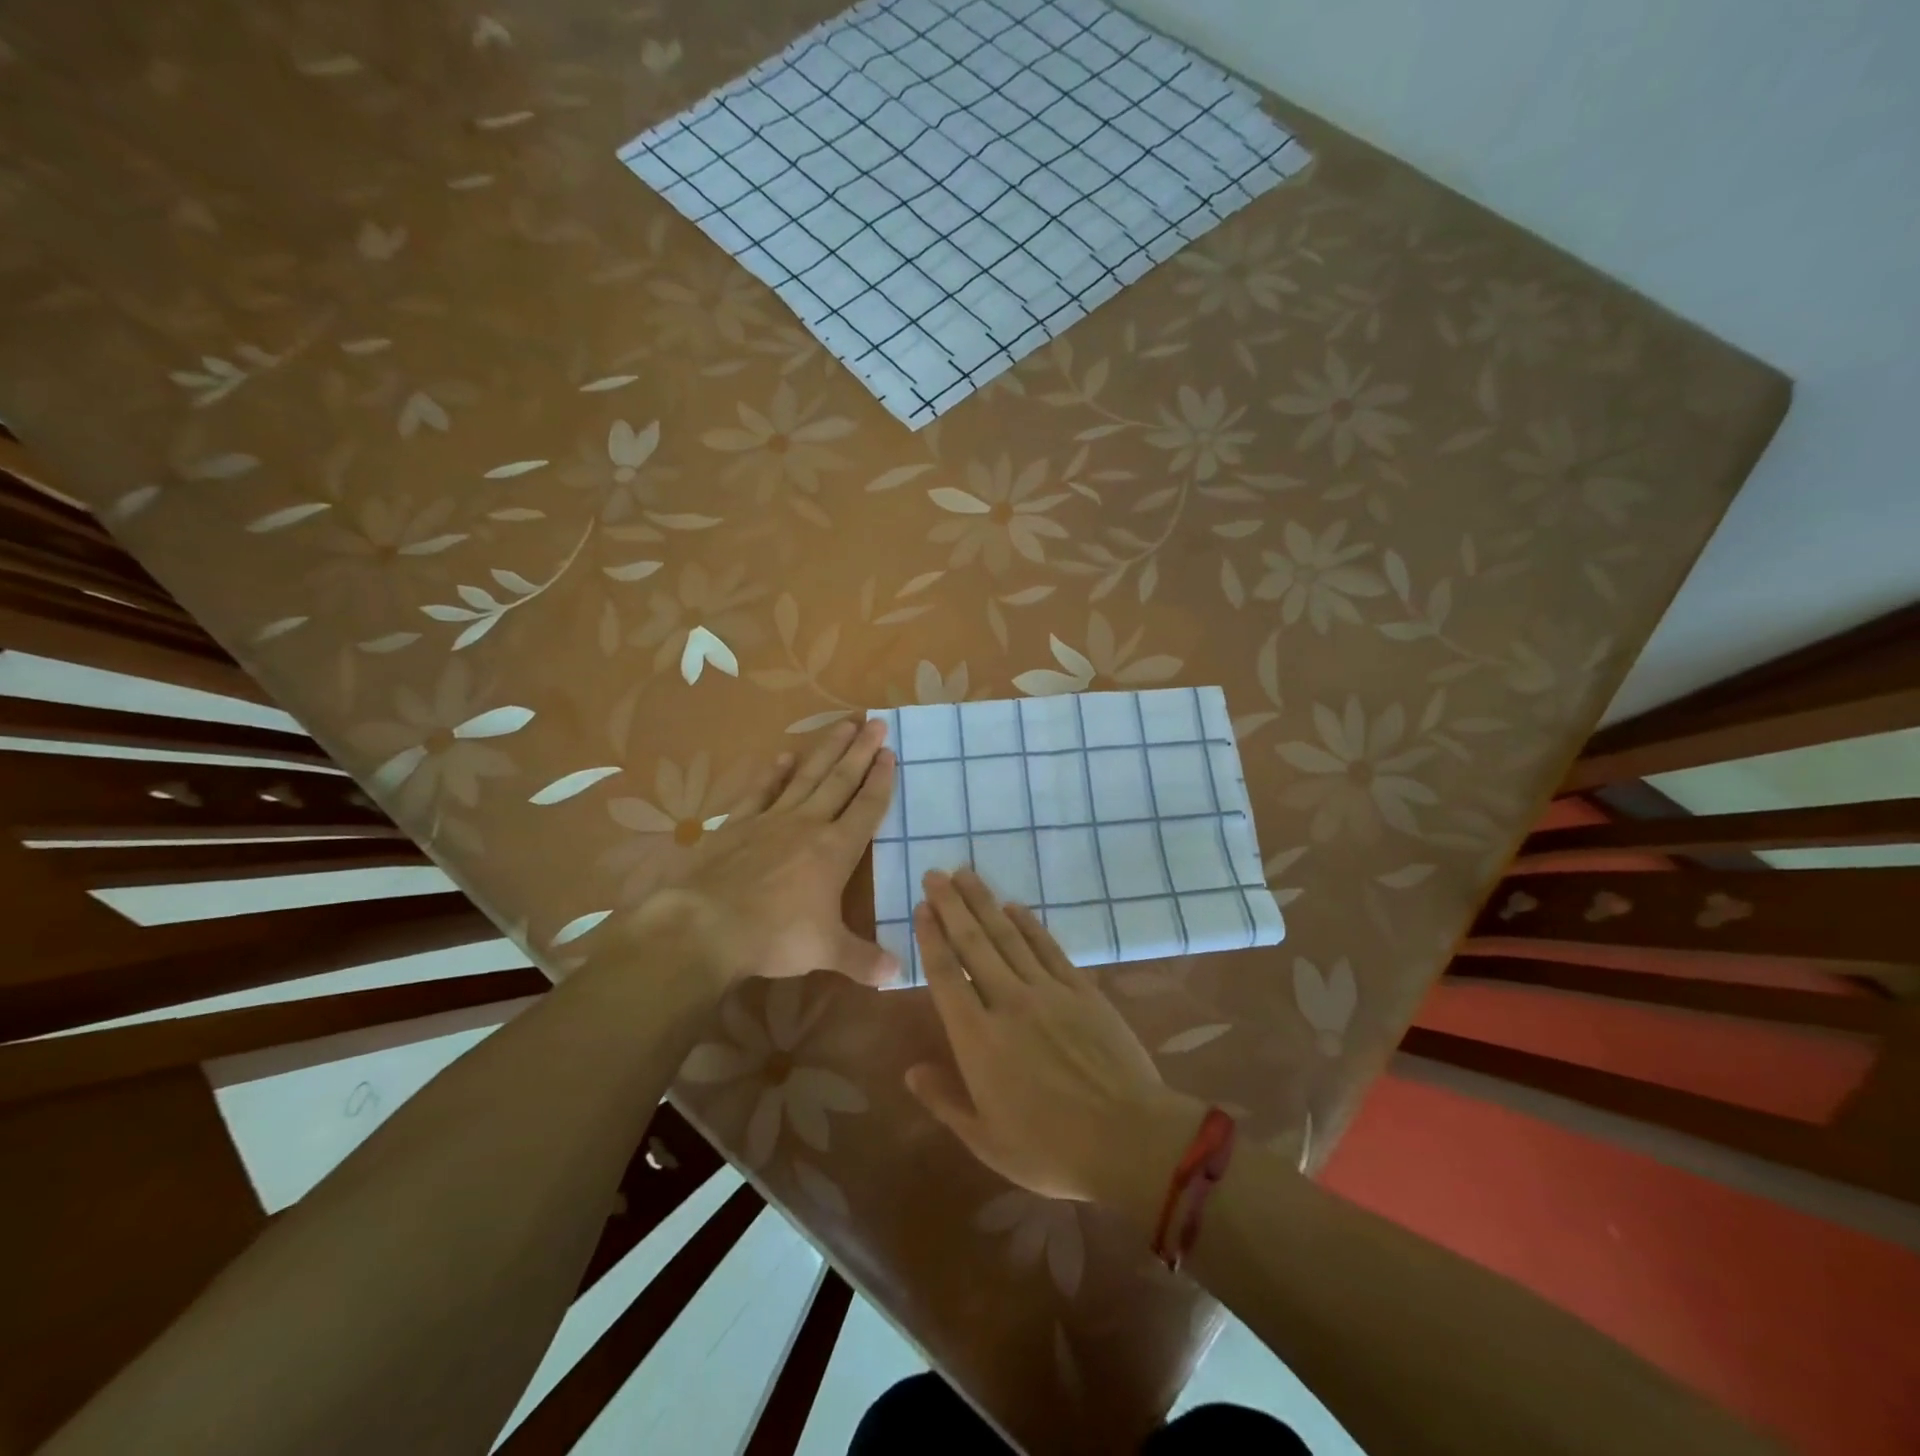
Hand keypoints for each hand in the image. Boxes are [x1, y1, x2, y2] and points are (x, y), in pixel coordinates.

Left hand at [625, 717, 898, 987]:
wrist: (707, 926)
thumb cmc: (775, 936)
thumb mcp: (826, 952)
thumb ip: (864, 959)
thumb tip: (898, 975)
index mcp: (835, 850)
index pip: (866, 807)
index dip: (881, 780)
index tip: (890, 753)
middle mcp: (808, 825)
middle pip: (840, 780)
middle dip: (861, 751)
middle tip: (876, 722)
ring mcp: (771, 821)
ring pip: (806, 777)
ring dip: (826, 750)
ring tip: (843, 724)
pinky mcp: (738, 825)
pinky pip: (761, 792)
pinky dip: (773, 774)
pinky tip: (783, 757)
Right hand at [906, 869, 1204, 1217]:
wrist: (1129, 1139)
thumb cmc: (1052, 1149)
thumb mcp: (987, 1141)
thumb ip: (945, 1101)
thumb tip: (910, 1071)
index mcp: (978, 1040)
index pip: (947, 976)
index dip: (932, 939)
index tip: (921, 908)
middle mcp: (1008, 1003)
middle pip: (973, 943)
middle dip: (951, 906)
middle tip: (935, 873)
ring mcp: (1048, 992)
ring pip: (1008, 936)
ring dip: (984, 903)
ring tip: (966, 874)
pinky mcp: (1081, 990)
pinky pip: (1048, 947)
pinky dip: (1029, 924)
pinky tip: (1014, 906)